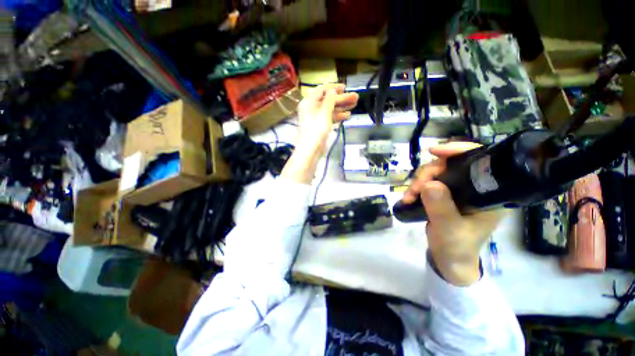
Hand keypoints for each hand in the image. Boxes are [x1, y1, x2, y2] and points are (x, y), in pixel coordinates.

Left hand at [296, 84, 357, 154]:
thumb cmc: (316, 130)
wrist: (311, 149)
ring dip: (342, 106)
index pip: (322, 90)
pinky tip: (347, 115)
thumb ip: (329, 100)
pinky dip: (338, 116)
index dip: (334, 88)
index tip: (345, 88)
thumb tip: (333, 90)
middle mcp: (312, 108)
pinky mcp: (320, 126)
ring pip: (331, 109)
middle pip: (328, 100)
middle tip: (355, 98)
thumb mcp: (324, 112)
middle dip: (342, 98)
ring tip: (355, 104)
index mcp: (309, 102)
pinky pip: (330, 118)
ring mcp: (317, 118)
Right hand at [402, 142, 506, 285]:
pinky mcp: (444, 195)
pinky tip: (409, 197)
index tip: (434, 151)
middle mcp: (475, 187)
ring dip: (419, 181)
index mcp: (488, 193)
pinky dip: (416, 187)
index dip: (458, 151)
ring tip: (409, 197)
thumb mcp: (450, 230)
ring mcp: (458, 191)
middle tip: (414, 189)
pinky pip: (429, 182)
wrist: (449, 260)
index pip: (479, 161)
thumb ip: (441, 208)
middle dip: (428, 173)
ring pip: (436, 173)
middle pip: (450, 165)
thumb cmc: (457, 247)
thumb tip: (429, 184)